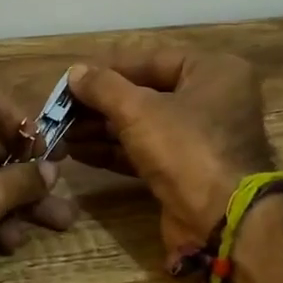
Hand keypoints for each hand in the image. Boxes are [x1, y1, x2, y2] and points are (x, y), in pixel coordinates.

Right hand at [64, 49, 274, 262]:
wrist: (221, 222)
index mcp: (213, 72)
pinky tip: (78, 152)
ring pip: (142, 125)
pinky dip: (113, 151)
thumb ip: (103, 87)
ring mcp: (200, 139)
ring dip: (100, 129)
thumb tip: (75, 73)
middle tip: (60, 110)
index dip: (108, 69)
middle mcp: (212, 100)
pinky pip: (144, 152)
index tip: (71, 78)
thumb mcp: (139, 110)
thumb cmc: (186, 149)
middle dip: (99, 104)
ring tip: (61, 132)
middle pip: (145, 93)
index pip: (151, 60)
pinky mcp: (186, 171)